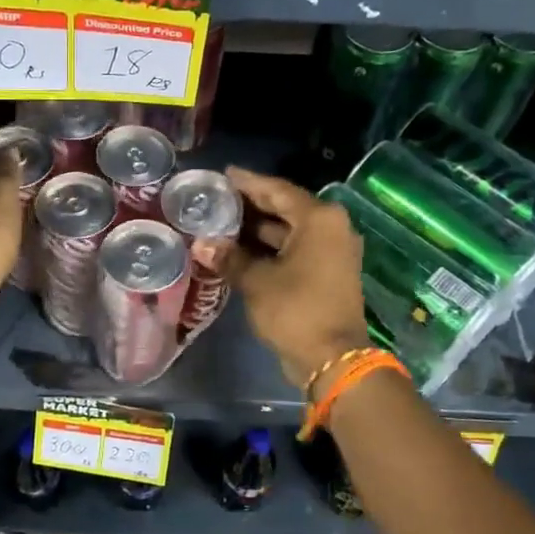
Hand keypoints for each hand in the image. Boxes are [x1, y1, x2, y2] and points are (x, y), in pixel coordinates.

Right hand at [219, 167, 368, 392]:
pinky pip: (295, 249)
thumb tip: (201, 244)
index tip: (224, 174)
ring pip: (289, 230)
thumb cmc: (296, 310)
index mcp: (319, 219)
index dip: (248, 182)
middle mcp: (331, 228)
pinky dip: (269, 248)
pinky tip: (239, 250)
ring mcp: (332, 251)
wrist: (333, 359)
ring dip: (257, 229)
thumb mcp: (256, 281)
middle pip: (285, 208)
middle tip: (216, 198)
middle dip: (250, 205)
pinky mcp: (328, 272)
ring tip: (221, 223)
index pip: (277, 190)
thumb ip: (229, 257)